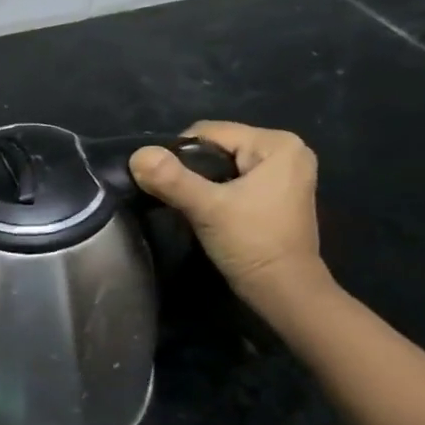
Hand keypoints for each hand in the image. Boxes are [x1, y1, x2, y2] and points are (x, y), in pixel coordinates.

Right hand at [129, 121, 330, 305]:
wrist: (284, 291)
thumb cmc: (252, 243)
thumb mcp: (207, 208)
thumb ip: (171, 178)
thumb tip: (137, 154)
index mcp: (277, 144)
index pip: (208, 132)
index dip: (179, 155)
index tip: (169, 185)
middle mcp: (287, 150)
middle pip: (215, 147)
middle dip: (191, 169)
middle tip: (180, 198)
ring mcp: (284, 172)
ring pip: (222, 164)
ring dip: (201, 182)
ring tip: (192, 206)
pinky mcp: (277, 192)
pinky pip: (233, 178)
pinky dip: (216, 190)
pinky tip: (209, 211)